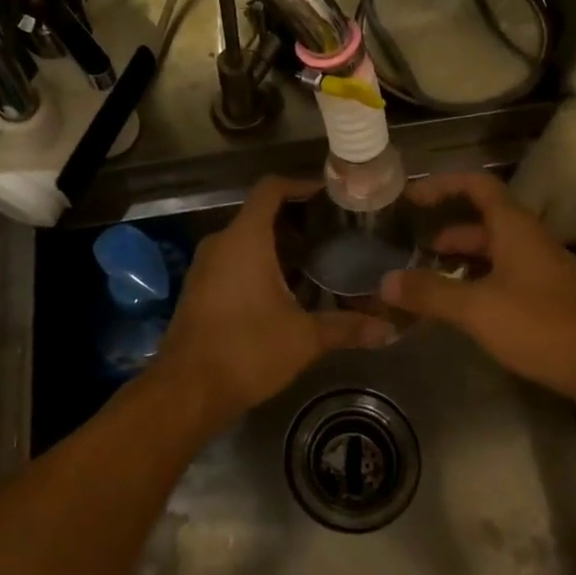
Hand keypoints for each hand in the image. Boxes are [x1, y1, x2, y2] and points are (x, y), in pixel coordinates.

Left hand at [155, 177, 392, 430]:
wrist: (186, 389)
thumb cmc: (247, 349)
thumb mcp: (304, 338)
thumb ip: (346, 327)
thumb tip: (388, 329)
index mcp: (245, 238)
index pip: (271, 189)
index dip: (300, 185)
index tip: (330, 195)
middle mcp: (221, 243)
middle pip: (260, 214)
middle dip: (296, 220)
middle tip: (334, 233)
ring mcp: (205, 266)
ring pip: (246, 240)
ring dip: (278, 245)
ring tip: (317, 261)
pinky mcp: (199, 289)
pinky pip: (233, 261)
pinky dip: (260, 264)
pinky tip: (286, 290)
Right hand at [380, 171, 575, 400]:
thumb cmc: (541, 325)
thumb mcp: (477, 308)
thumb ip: (430, 293)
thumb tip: (385, 282)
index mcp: (514, 227)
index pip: (477, 186)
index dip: (443, 185)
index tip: (412, 197)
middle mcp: (528, 240)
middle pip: (482, 221)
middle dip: (446, 232)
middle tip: (413, 250)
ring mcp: (541, 269)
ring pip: (493, 253)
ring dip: (461, 261)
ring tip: (429, 282)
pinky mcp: (548, 297)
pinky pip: (504, 277)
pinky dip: (477, 283)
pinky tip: (462, 309)